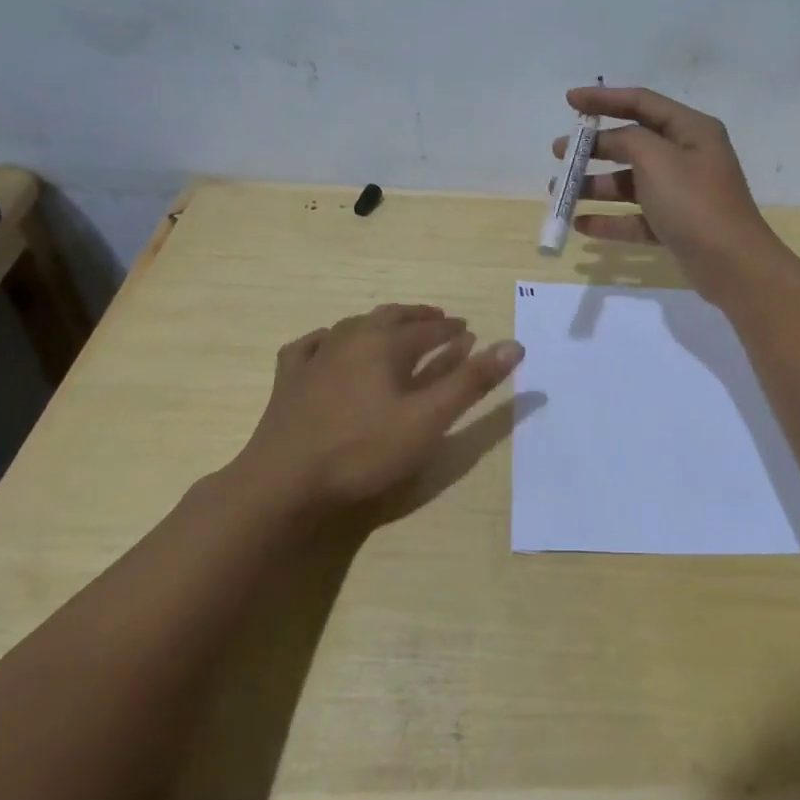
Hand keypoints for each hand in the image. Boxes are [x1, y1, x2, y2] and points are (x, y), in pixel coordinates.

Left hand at [225, 304, 522, 517]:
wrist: (284, 482)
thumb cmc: (364, 450)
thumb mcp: (428, 420)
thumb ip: (471, 382)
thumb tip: (515, 345)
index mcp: (386, 344)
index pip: (430, 329)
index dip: (453, 329)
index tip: (469, 330)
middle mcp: (351, 338)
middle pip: (392, 317)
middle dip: (419, 317)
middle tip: (439, 320)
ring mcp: (315, 356)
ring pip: (354, 325)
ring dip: (380, 323)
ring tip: (393, 327)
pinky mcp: (288, 379)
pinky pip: (310, 345)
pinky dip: (327, 339)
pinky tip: (326, 343)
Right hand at [552, 86, 789, 306]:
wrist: (732, 265)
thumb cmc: (694, 203)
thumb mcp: (657, 159)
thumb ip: (627, 139)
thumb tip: (610, 139)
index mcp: (691, 130)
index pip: (642, 103)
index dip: (604, 99)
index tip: (569, 101)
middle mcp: (688, 157)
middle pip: (633, 143)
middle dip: (594, 148)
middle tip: (559, 153)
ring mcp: (682, 194)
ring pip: (631, 183)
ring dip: (595, 186)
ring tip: (561, 193)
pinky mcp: (675, 226)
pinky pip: (636, 217)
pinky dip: (610, 220)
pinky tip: (581, 226)